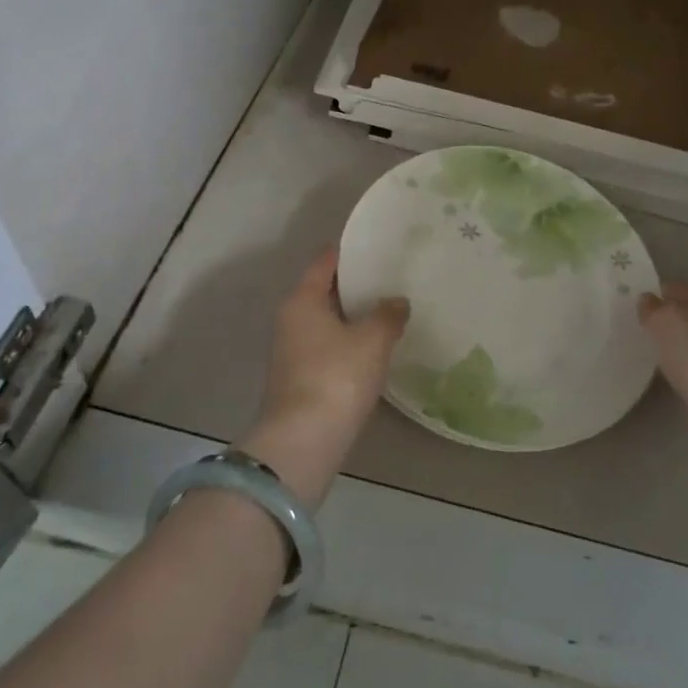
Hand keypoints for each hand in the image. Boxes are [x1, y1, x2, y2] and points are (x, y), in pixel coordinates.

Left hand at [236, 248, 407, 505]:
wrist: (303, 441)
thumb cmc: (337, 376)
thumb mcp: (372, 340)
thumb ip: (387, 314)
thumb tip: (397, 301)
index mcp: (302, 299)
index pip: (326, 262)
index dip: (351, 251)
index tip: (378, 246)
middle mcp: (290, 319)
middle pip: (324, 291)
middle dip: (356, 285)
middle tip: (392, 278)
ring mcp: (291, 351)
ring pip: (326, 321)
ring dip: (353, 316)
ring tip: (389, 311)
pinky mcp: (298, 378)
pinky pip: (327, 346)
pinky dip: (348, 342)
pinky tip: (374, 348)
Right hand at [637, 281, 687, 406]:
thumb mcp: (663, 321)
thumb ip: (653, 308)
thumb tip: (648, 300)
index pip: (681, 288)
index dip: (658, 293)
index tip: (638, 305)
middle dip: (672, 319)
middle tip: (645, 330)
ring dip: (683, 345)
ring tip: (657, 354)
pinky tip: (676, 376)